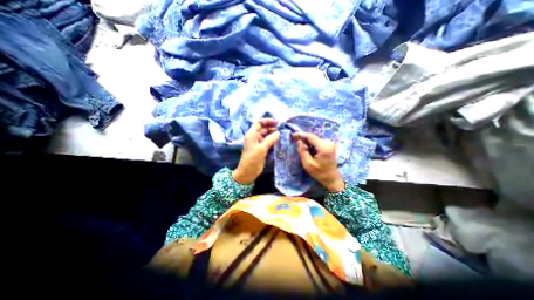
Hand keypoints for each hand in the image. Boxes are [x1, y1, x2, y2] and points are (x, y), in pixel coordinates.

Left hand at [232, 117, 278, 182]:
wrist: (248, 173)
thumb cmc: (252, 160)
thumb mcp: (261, 149)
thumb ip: (270, 140)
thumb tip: (279, 133)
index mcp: (252, 134)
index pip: (259, 123)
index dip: (268, 121)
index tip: (277, 123)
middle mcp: (255, 137)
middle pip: (265, 129)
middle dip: (273, 128)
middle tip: (284, 131)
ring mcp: (259, 144)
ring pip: (268, 136)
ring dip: (275, 135)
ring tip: (284, 136)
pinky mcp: (263, 149)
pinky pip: (270, 143)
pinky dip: (275, 142)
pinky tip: (281, 142)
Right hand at [294, 132, 344, 191]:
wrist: (331, 178)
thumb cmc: (319, 173)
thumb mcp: (308, 164)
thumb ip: (303, 151)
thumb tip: (298, 141)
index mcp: (323, 147)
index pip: (311, 137)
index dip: (301, 135)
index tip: (293, 135)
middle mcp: (328, 143)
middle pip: (313, 137)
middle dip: (303, 137)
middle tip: (294, 138)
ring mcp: (329, 144)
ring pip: (314, 139)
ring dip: (306, 140)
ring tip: (298, 142)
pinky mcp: (329, 146)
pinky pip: (317, 142)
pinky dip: (311, 143)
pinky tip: (306, 146)